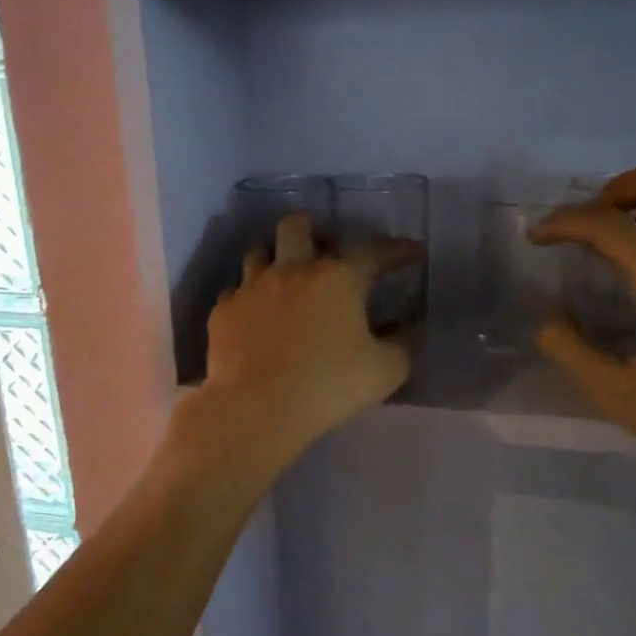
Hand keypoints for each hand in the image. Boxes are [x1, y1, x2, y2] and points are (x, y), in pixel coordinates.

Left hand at [194, 213, 417, 457]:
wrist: (256, 408)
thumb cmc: (328, 387)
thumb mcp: (385, 371)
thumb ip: (402, 343)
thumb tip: (407, 325)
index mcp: (337, 279)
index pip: (374, 251)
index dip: (398, 249)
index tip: (412, 252)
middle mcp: (292, 270)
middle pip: (296, 226)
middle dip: (312, 229)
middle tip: (323, 249)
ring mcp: (251, 288)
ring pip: (259, 252)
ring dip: (275, 258)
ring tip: (284, 278)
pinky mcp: (224, 311)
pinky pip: (236, 291)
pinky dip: (250, 297)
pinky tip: (255, 315)